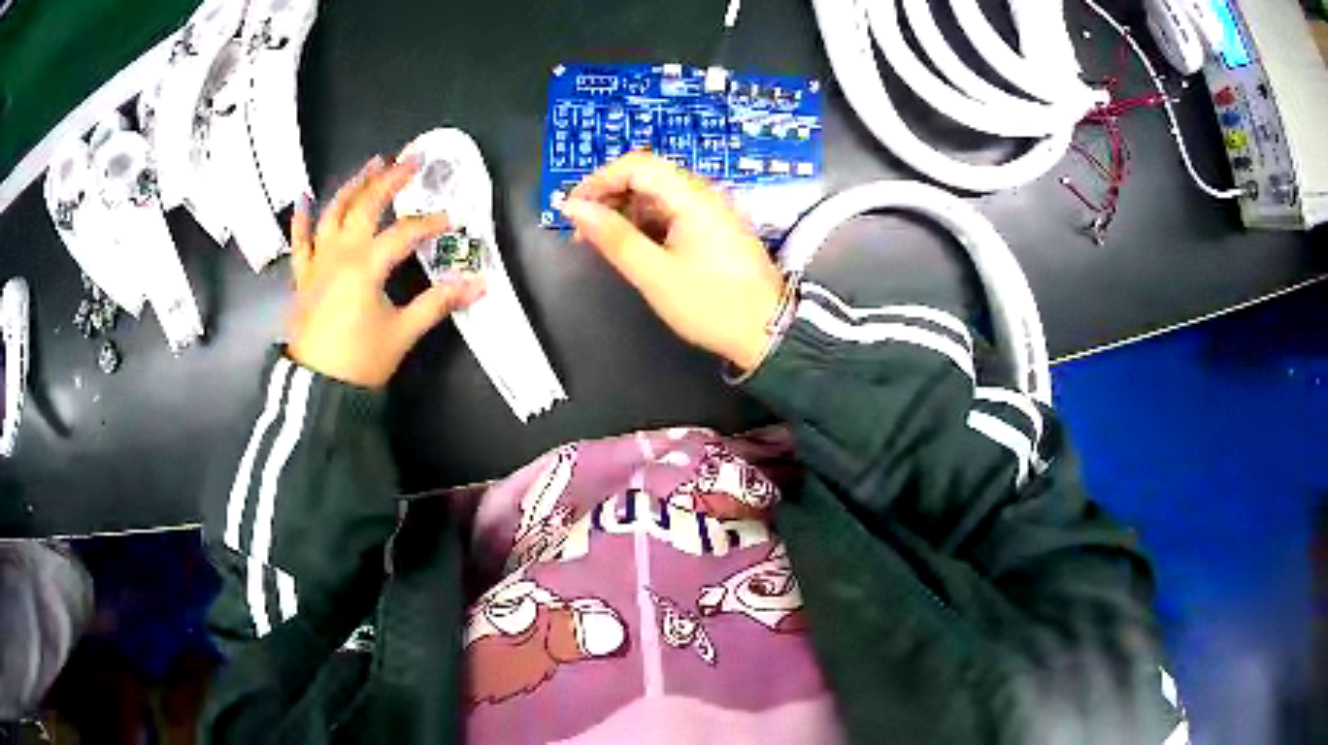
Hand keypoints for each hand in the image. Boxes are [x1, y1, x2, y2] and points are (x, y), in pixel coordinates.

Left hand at [286, 155, 485, 387]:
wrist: (316, 388)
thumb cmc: (361, 361)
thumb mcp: (402, 332)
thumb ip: (438, 304)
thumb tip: (479, 285)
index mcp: (366, 265)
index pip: (404, 233)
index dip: (429, 223)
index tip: (451, 220)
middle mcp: (340, 253)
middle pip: (366, 206)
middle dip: (391, 180)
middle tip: (411, 159)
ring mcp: (317, 261)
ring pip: (333, 212)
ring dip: (354, 185)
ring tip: (372, 164)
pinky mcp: (303, 275)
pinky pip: (299, 241)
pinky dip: (301, 218)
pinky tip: (305, 198)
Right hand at [559, 152, 783, 370]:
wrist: (767, 333)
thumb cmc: (712, 305)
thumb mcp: (654, 274)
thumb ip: (613, 237)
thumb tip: (575, 208)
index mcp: (691, 197)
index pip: (636, 165)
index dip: (599, 180)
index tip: (573, 208)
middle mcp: (703, 195)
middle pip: (646, 177)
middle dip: (609, 197)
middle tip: (583, 231)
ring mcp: (710, 212)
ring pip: (657, 197)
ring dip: (625, 213)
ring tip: (602, 244)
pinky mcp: (713, 230)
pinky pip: (671, 214)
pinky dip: (646, 226)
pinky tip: (632, 249)